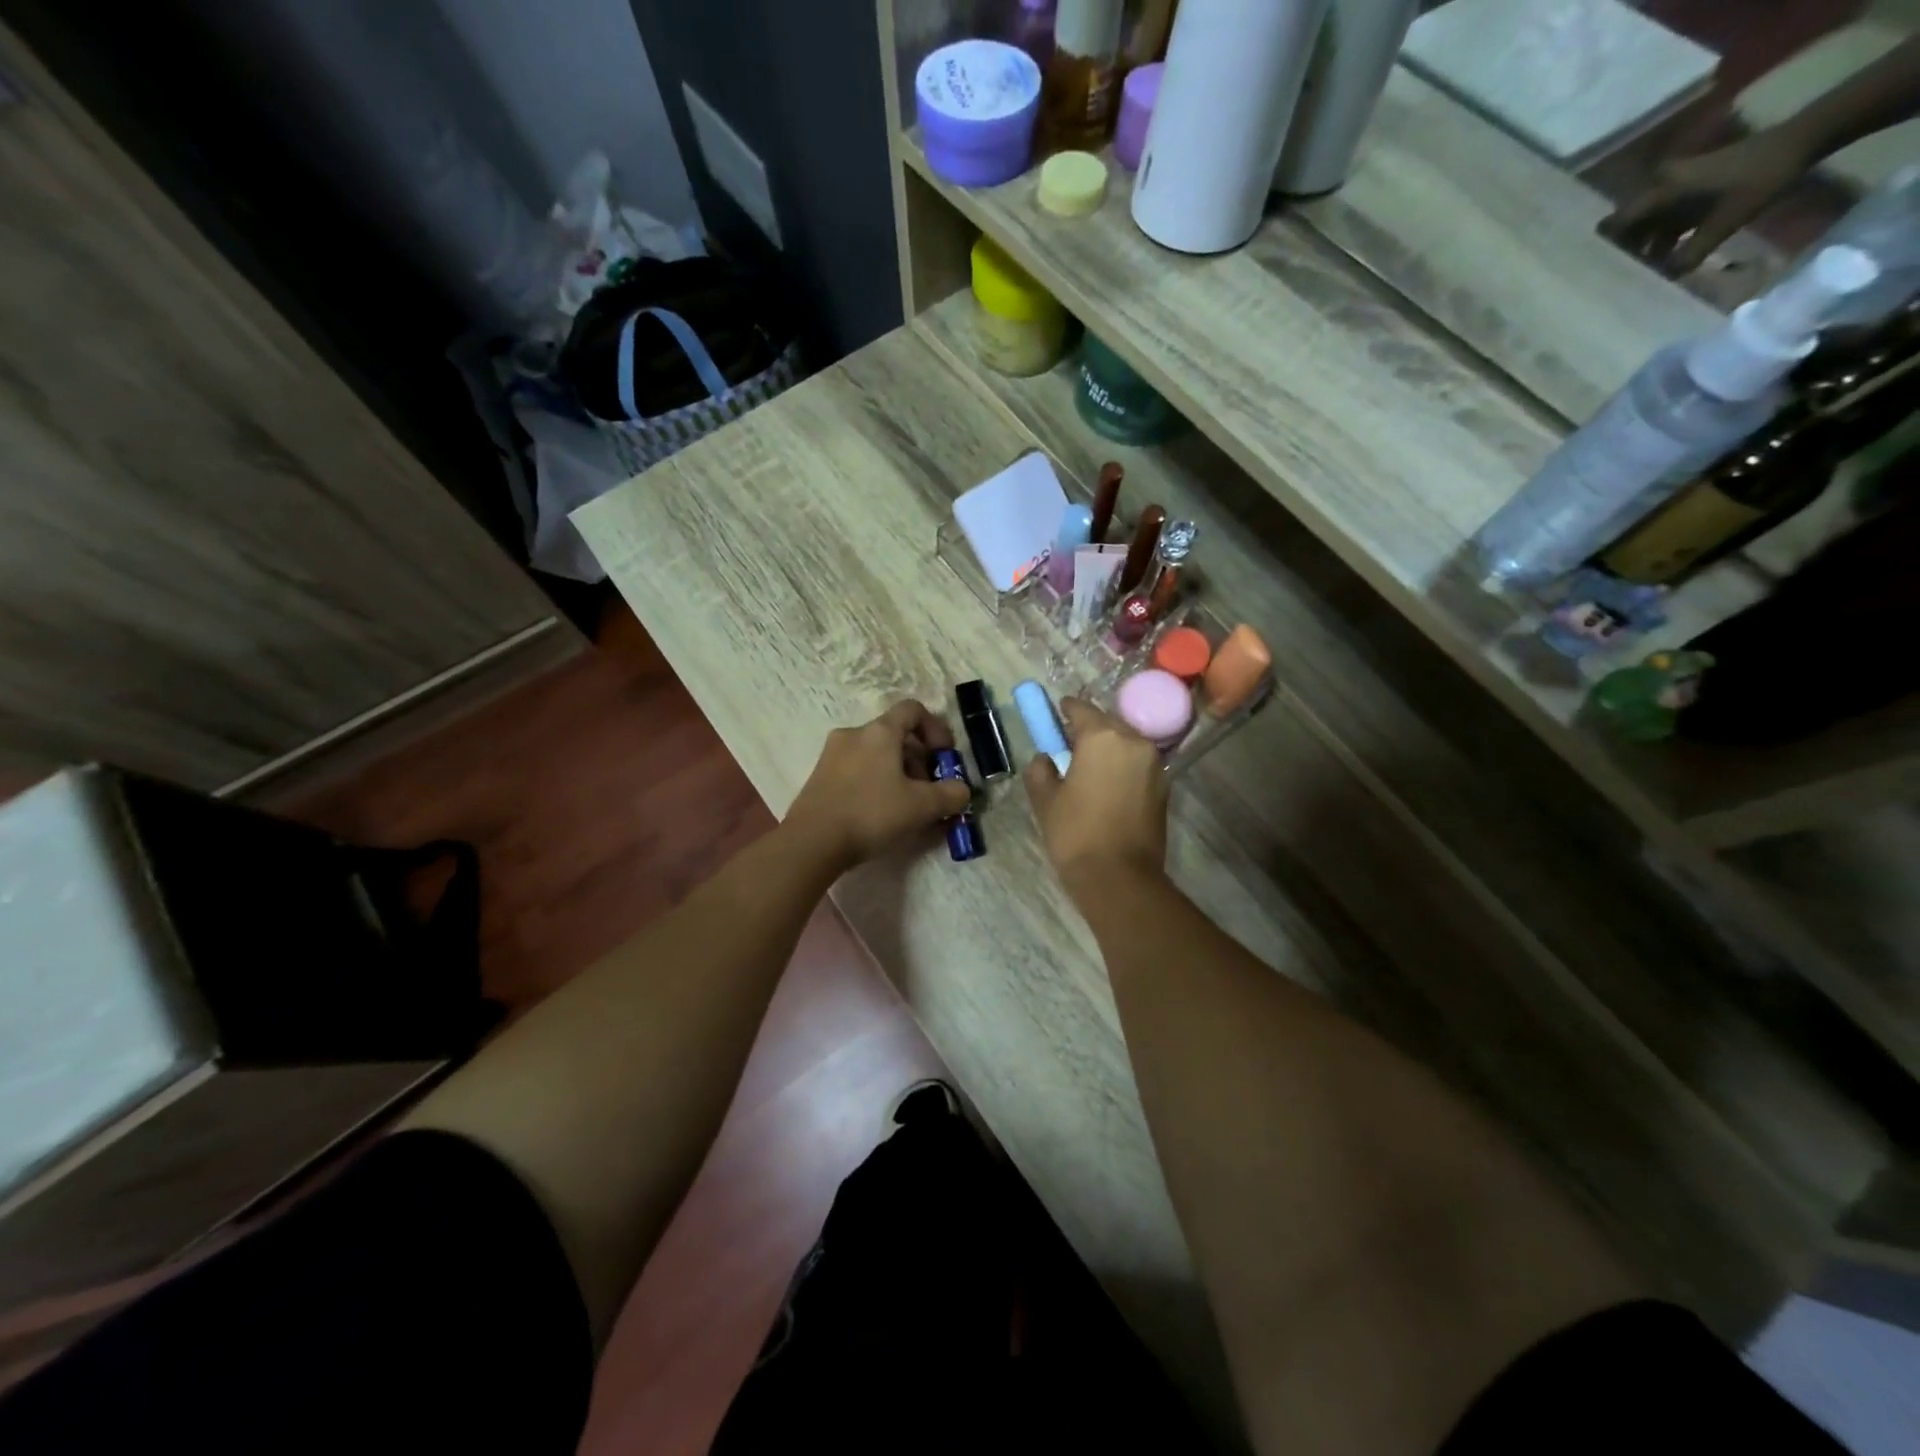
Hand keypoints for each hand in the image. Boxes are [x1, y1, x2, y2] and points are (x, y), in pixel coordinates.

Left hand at [785, 699, 971, 871]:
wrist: (811, 842)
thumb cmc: (871, 814)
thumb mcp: (922, 807)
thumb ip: (951, 794)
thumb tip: (962, 790)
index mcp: (879, 731)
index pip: (913, 710)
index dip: (936, 729)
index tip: (944, 757)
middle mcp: (853, 734)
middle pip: (895, 735)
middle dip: (919, 760)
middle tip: (929, 791)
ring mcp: (832, 755)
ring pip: (876, 754)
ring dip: (898, 773)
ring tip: (906, 807)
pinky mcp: (819, 777)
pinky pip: (857, 770)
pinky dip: (875, 782)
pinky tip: (880, 813)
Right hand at [1023, 697, 1168, 895]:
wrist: (1119, 877)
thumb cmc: (1075, 833)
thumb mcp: (1045, 799)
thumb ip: (1040, 769)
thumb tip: (1045, 758)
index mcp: (1102, 737)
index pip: (1080, 708)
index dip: (1064, 710)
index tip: (1054, 715)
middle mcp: (1134, 741)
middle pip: (1107, 723)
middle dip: (1087, 729)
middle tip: (1067, 746)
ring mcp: (1154, 763)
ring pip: (1125, 743)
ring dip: (1107, 748)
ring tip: (1087, 768)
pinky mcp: (1164, 786)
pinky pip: (1137, 764)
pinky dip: (1122, 766)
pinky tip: (1106, 785)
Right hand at [1599, 125, 1816, 276]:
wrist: (1802, 140)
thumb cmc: (1760, 180)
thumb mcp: (1725, 223)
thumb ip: (1689, 255)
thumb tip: (1662, 281)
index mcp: (1661, 192)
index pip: (1614, 225)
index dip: (1603, 249)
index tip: (1596, 273)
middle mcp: (1659, 187)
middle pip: (1626, 226)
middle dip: (1621, 252)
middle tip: (1618, 278)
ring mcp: (1674, 187)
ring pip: (1643, 224)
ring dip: (1642, 247)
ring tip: (1641, 273)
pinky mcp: (1687, 189)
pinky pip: (1662, 218)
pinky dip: (1660, 237)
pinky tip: (1664, 257)